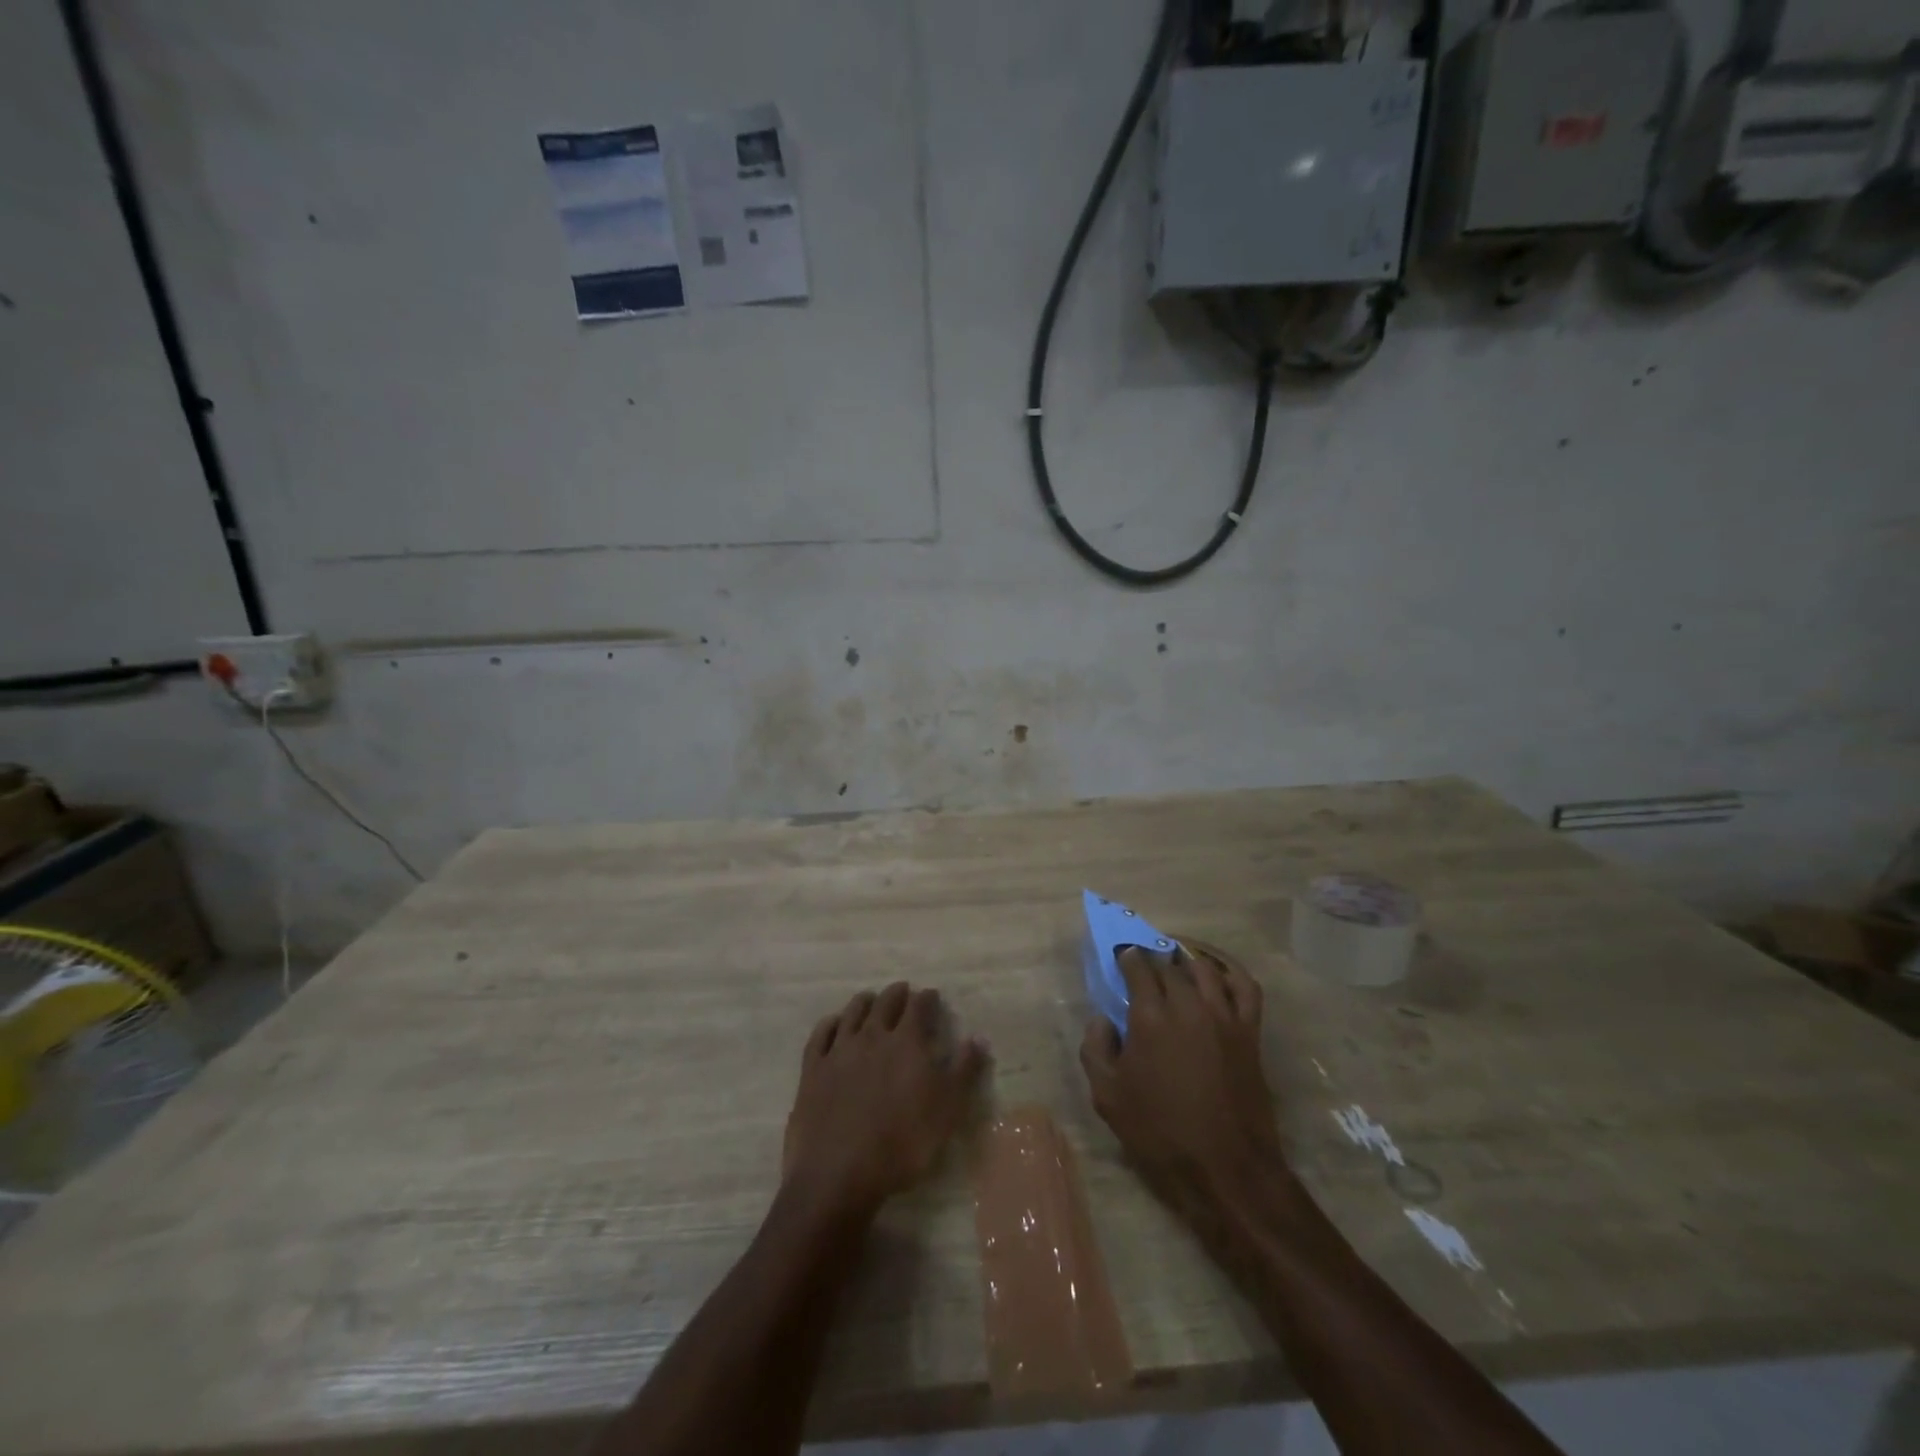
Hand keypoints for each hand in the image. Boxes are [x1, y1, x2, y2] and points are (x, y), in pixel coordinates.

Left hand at [783, 982, 986, 1218]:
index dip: (927, 999)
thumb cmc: (903, 1142)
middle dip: (897, 994)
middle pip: (886, 1003)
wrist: (840, 1172)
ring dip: (864, 1002)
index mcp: (907, 1042)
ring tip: (870, 999)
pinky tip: (834, 1022)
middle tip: (903, 991)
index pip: (919, 1007)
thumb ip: (964, 1070)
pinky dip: (830, 1023)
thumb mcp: (948, 1110)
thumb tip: (978, 1037)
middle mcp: (873, 1035)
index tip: (932, 996)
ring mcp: (840, 1050)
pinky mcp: (813, 1069)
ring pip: (853, 1012)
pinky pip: (821, 1035)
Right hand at [1080, 946, 1282, 1222]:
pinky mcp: (1249, 1031)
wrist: (1226, 1168)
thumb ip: (1096, 1049)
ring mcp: (1223, 1015)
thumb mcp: (1108, 1097)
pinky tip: (1217, 968)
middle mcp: (1187, 1005)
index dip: (1128, 957)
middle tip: (1144, 962)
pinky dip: (1229, 969)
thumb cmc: (1160, 1133)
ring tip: (1175, 959)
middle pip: (1169, 964)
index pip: (1138, 967)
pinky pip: (1244, 985)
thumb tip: (1102, 1018)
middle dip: (1153, 957)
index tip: (1121, 955)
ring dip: (1186, 957)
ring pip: (1203, 967)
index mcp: (1150, 1017)